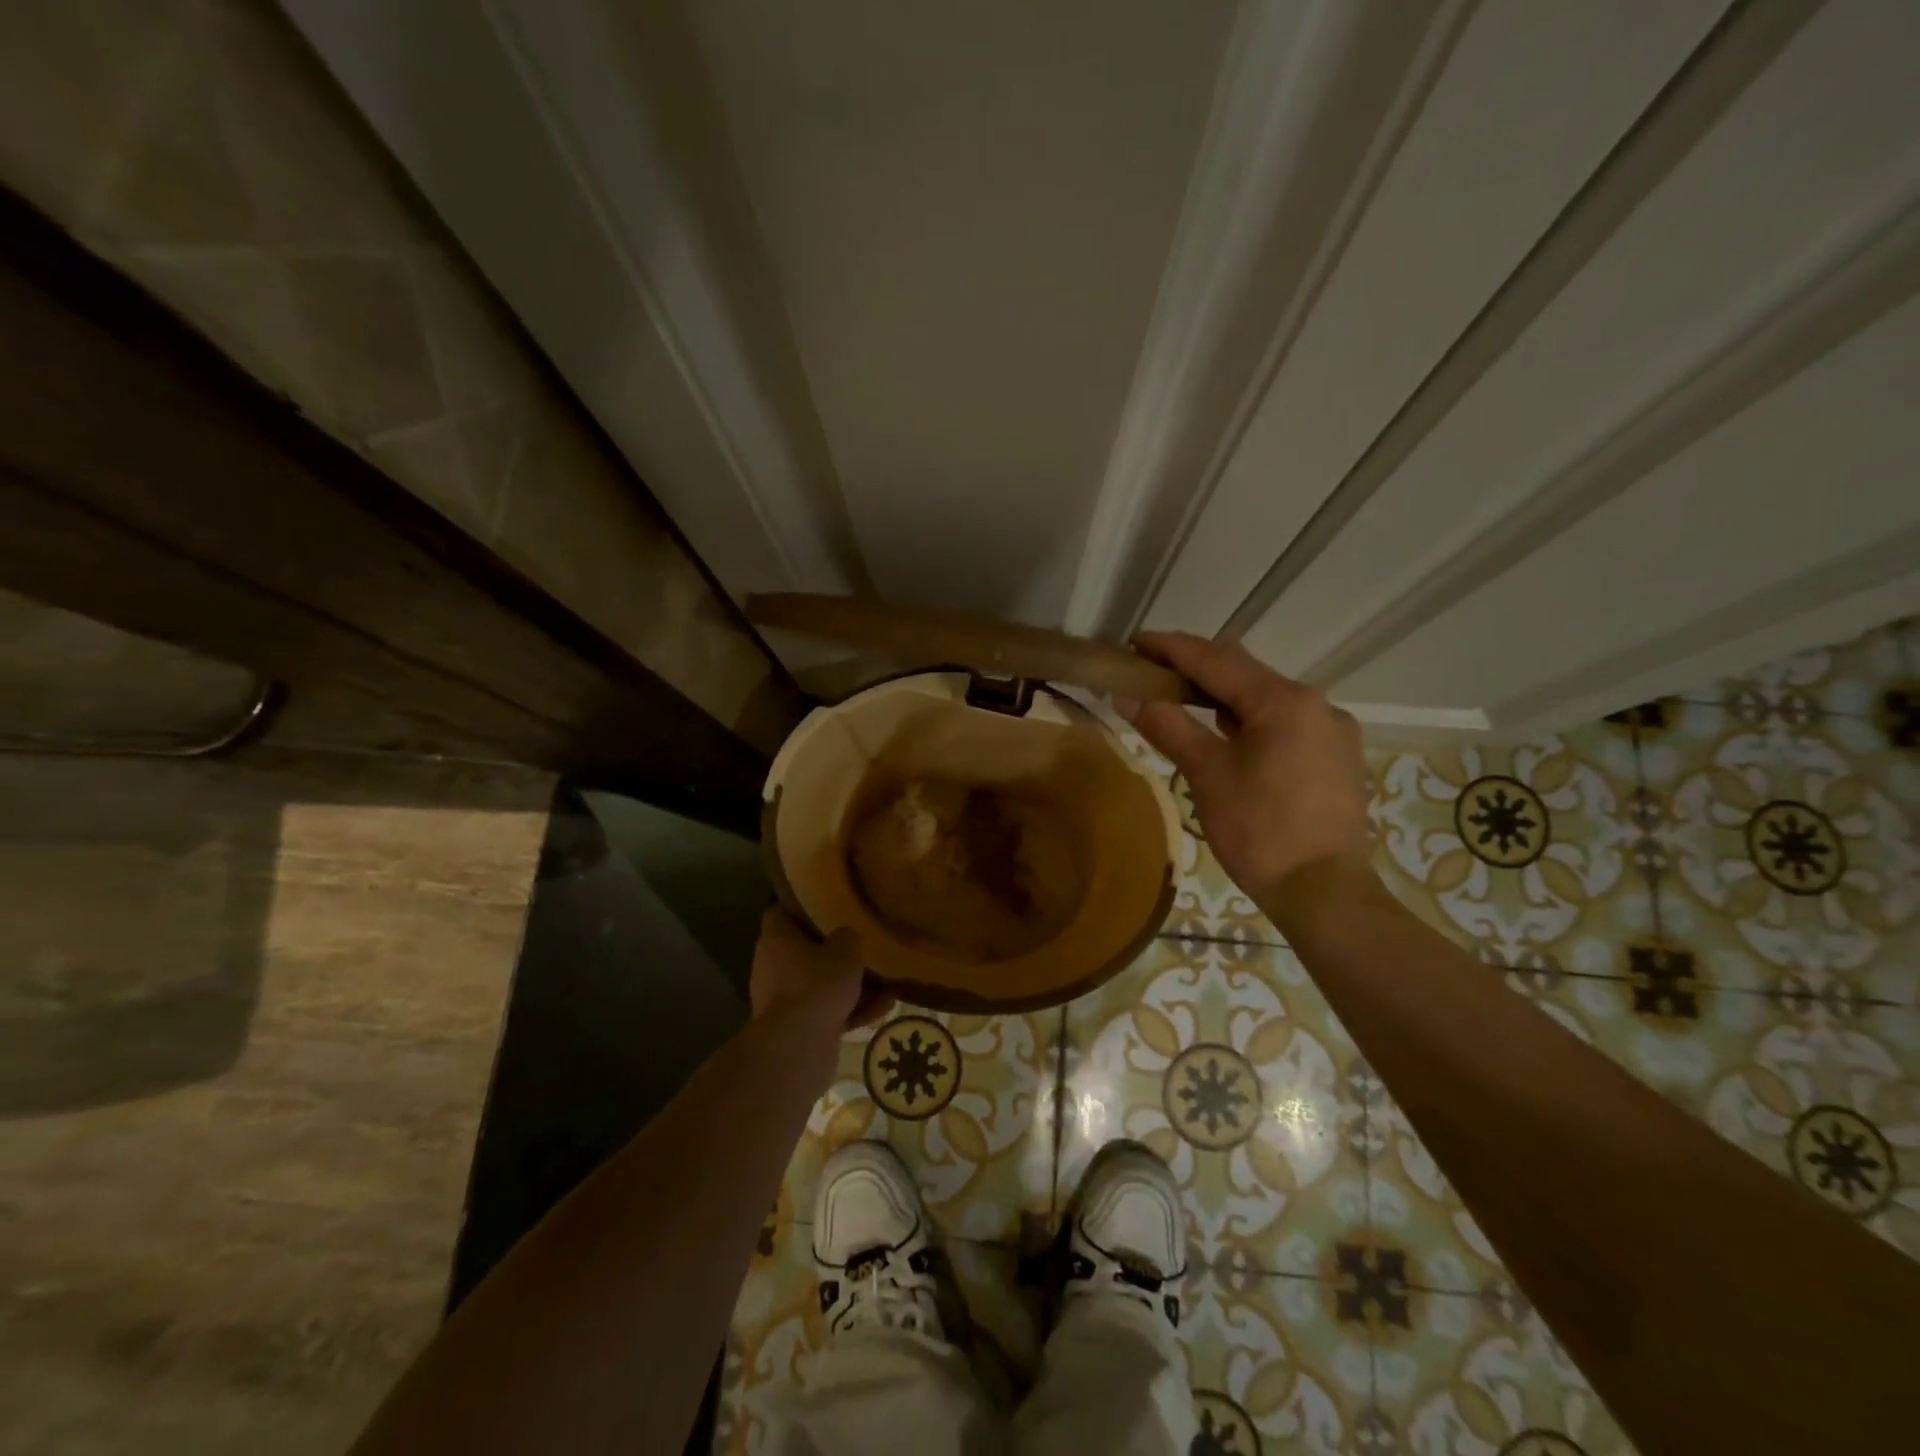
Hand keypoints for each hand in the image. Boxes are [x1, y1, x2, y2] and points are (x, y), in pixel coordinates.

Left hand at [749, 907, 896, 1029]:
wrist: (798, 1047)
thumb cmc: (817, 984)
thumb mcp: (845, 949)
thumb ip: (847, 937)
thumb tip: (845, 938)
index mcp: (775, 940)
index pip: (779, 913)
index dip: (800, 908)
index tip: (824, 906)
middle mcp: (772, 967)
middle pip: (803, 952)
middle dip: (833, 953)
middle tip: (859, 947)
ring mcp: (782, 1001)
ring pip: (819, 986)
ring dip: (850, 987)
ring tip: (885, 985)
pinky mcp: (795, 1029)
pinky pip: (826, 1012)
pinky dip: (851, 1011)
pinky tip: (883, 1009)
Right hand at [1117, 632, 1371, 907]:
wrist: (1324, 892)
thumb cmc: (1261, 831)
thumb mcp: (1207, 775)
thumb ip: (1168, 727)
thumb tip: (1127, 696)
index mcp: (1285, 701)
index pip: (1217, 660)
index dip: (1172, 648)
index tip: (1135, 642)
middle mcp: (1315, 704)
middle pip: (1244, 673)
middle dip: (1196, 667)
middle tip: (1152, 671)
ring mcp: (1331, 730)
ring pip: (1266, 697)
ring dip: (1222, 694)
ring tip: (1181, 698)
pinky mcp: (1335, 756)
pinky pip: (1284, 721)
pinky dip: (1248, 718)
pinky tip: (1226, 732)